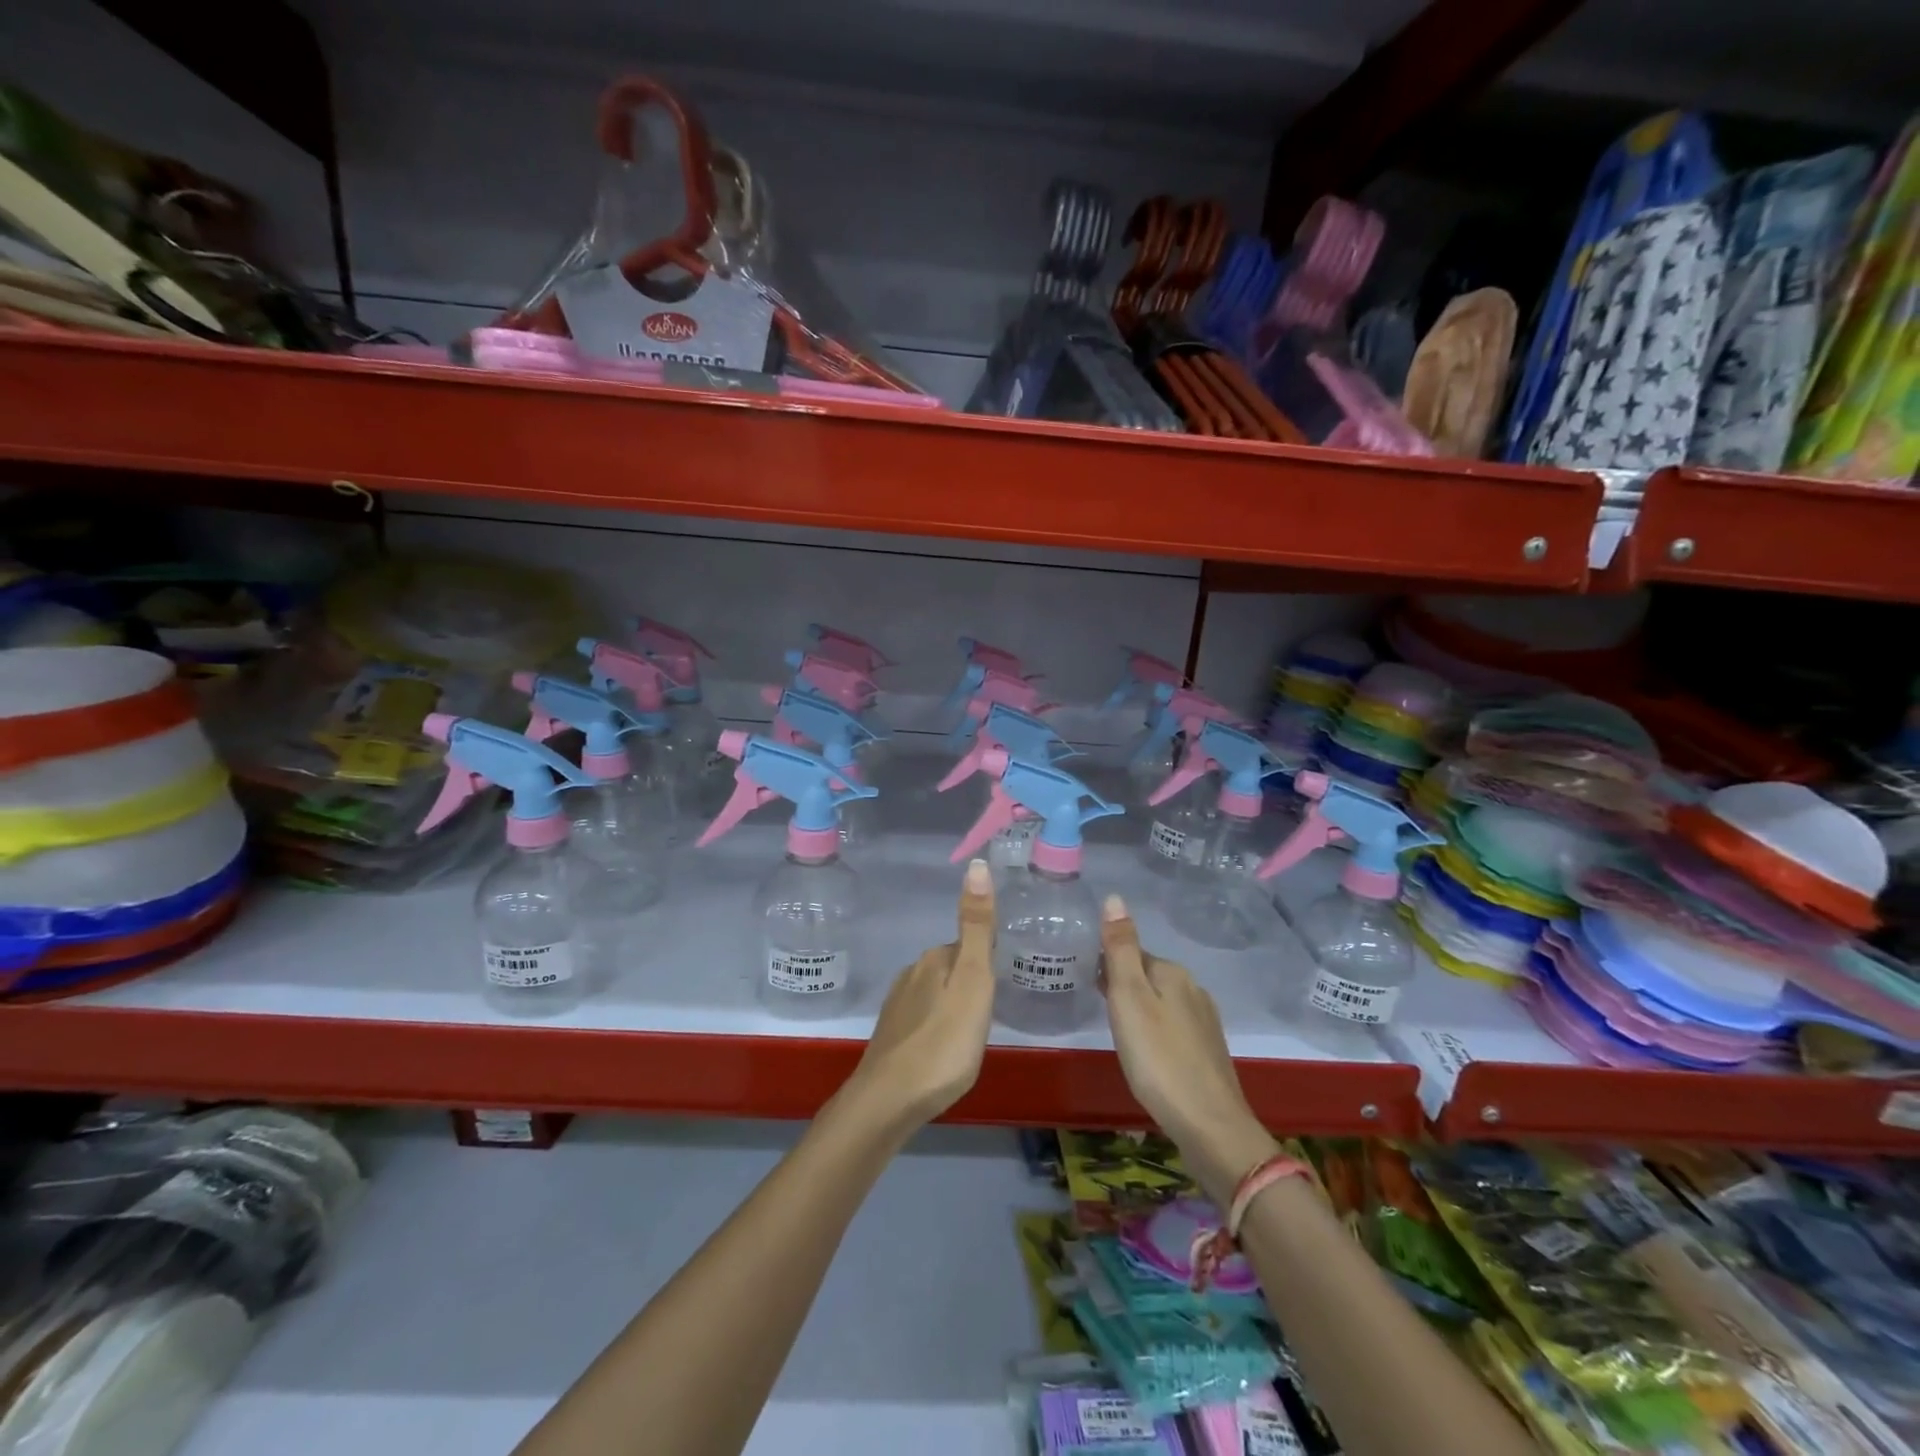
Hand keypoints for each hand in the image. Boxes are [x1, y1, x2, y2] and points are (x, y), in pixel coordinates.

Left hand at [845, 859, 996, 1133]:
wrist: (889, 1101)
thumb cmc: (943, 1042)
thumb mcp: (973, 982)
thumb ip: (977, 927)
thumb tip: (977, 863)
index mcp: (934, 959)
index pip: (969, 947)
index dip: (987, 964)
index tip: (1002, 986)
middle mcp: (911, 974)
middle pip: (952, 969)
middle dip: (971, 985)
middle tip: (991, 1015)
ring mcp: (897, 1006)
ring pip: (936, 995)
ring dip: (953, 1007)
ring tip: (971, 1036)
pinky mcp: (891, 1038)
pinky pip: (923, 1021)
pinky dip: (937, 1029)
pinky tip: (944, 1052)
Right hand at [1100, 894, 1277, 1205]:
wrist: (1209, 1124)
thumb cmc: (1158, 1058)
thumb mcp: (1129, 998)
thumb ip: (1120, 949)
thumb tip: (1115, 897)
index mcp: (1172, 973)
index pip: (1132, 953)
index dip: (1107, 965)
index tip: (1087, 983)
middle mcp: (1193, 989)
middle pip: (1148, 976)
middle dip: (1124, 986)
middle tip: (1099, 1009)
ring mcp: (1205, 1021)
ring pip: (1162, 1003)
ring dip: (1140, 1010)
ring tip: (1119, 1034)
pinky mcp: (1209, 1051)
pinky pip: (1173, 1027)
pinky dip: (1156, 1032)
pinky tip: (1148, 1056)